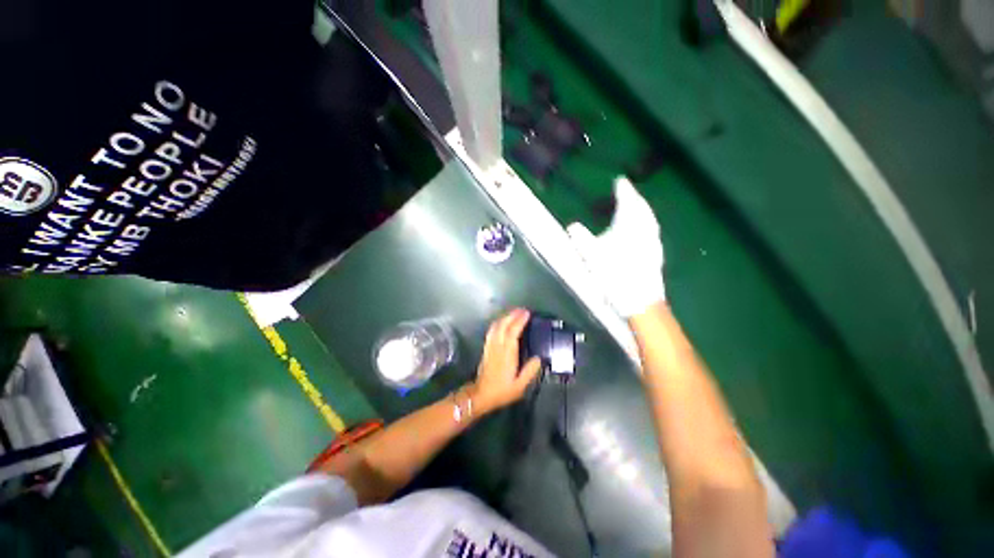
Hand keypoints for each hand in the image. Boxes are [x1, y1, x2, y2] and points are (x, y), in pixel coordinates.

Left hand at [472, 308, 542, 413]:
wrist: (480, 395)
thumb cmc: (501, 391)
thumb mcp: (519, 386)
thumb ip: (530, 371)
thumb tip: (539, 358)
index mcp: (507, 354)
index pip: (513, 332)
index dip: (519, 321)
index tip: (527, 313)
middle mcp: (498, 346)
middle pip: (503, 325)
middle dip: (512, 315)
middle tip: (522, 310)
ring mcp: (490, 346)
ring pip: (496, 326)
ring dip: (505, 317)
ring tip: (514, 313)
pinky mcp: (486, 347)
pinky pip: (492, 330)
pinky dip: (498, 323)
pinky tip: (502, 322)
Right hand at [567, 177, 664, 317]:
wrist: (639, 301)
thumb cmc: (614, 275)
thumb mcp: (591, 255)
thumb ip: (581, 238)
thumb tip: (573, 226)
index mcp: (629, 226)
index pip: (628, 201)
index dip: (624, 190)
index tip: (620, 180)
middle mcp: (645, 230)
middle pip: (642, 208)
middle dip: (634, 198)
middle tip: (628, 193)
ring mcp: (653, 243)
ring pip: (649, 219)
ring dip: (641, 210)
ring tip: (634, 208)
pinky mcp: (655, 255)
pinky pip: (651, 230)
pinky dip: (645, 224)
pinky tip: (640, 232)